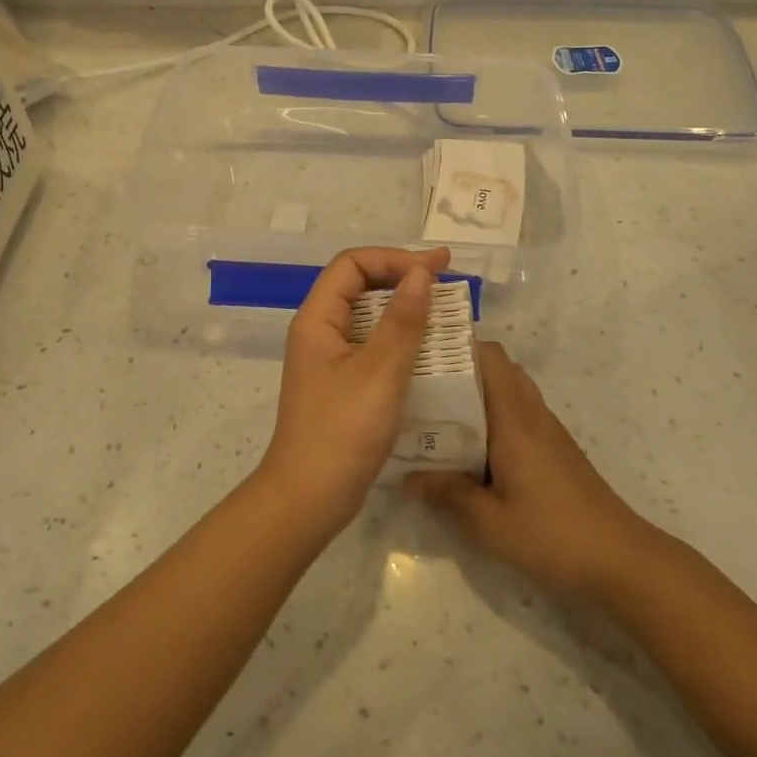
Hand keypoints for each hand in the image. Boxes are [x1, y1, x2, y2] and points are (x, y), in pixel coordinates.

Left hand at [256, 246, 451, 539]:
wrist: (310, 498)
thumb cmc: (342, 431)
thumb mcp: (379, 372)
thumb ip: (402, 321)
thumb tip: (421, 273)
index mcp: (317, 319)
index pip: (352, 265)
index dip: (394, 258)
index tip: (437, 267)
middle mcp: (319, 332)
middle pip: (359, 286)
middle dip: (402, 278)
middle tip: (446, 284)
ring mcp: (329, 360)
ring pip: (368, 317)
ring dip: (404, 310)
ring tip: (444, 313)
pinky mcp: (342, 384)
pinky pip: (372, 346)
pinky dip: (400, 340)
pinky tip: (428, 352)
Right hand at [407, 342, 655, 598]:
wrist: (621, 560)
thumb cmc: (552, 534)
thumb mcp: (489, 522)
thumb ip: (446, 494)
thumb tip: (407, 478)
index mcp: (514, 417)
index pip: (488, 355)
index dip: (455, 346)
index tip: (420, 354)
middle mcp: (531, 412)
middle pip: (497, 367)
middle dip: (459, 368)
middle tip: (420, 386)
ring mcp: (546, 429)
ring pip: (507, 389)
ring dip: (475, 392)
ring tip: (438, 414)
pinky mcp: (554, 448)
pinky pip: (517, 413)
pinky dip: (491, 415)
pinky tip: (469, 447)